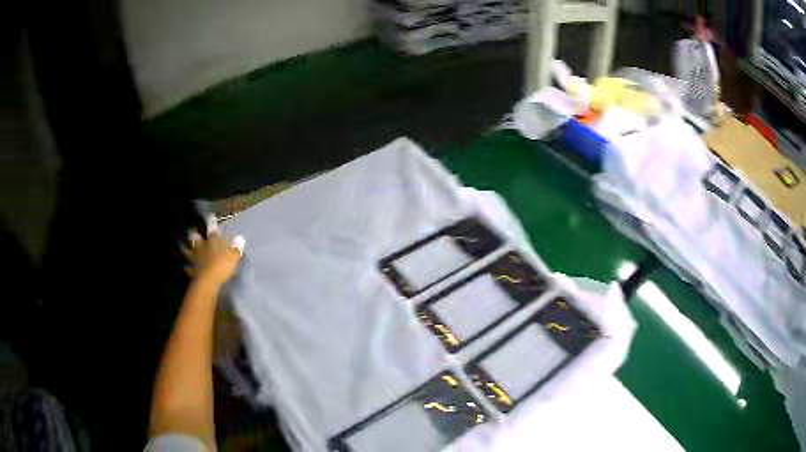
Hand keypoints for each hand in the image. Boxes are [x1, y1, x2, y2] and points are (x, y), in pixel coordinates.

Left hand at [181, 228, 244, 289]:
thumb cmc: (222, 266)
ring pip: (189, 253)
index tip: (212, 223)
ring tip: (183, 248)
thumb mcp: (233, 257)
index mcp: (213, 243)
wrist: (208, 281)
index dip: (213, 229)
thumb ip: (236, 248)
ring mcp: (196, 259)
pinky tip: (186, 267)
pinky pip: (189, 269)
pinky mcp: (193, 271)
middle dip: (194, 235)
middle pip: (197, 240)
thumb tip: (240, 238)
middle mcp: (202, 249)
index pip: (214, 234)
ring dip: (187, 251)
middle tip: (192, 231)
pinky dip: (187, 268)